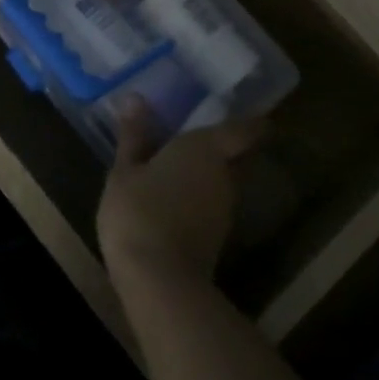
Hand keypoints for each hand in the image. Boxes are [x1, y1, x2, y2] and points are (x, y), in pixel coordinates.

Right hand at [98, 97, 266, 287]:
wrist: (159, 281)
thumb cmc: (139, 212)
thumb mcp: (125, 171)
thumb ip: (134, 135)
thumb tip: (135, 98)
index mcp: (208, 148)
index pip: (248, 129)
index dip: (253, 122)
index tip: (249, 113)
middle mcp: (226, 174)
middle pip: (240, 155)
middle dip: (228, 147)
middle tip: (203, 137)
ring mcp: (225, 208)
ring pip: (227, 182)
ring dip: (212, 175)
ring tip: (184, 167)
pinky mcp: (218, 236)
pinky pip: (214, 204)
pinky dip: (202, 198)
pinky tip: (178, 199)